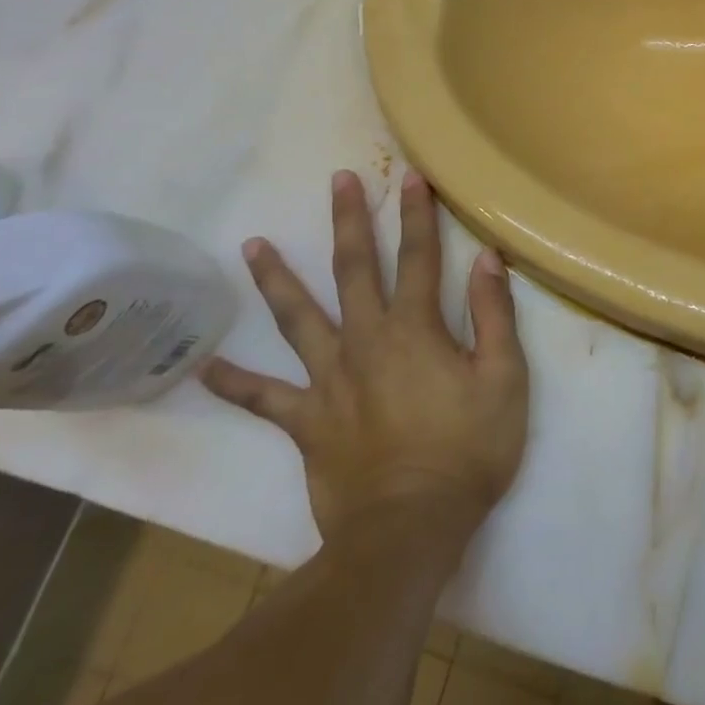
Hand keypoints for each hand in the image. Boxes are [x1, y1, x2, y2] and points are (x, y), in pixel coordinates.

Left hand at [203, 170, 527, 547]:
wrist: (411, 527)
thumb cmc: (468, 449)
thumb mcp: (504, 378)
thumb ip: (494, 315)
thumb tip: (486, 259)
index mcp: (415, 329)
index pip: (418, 257)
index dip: (418, 215)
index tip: (410, 177)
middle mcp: (366, 341)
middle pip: (354, 270)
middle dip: (349, 222)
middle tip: (337, 182)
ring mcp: (329, 380)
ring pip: (297, 319)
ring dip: (277, 279)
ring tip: (253, 245)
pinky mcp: (305, 421)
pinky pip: (262, 398)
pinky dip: (231, 382)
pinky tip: (200, 366)